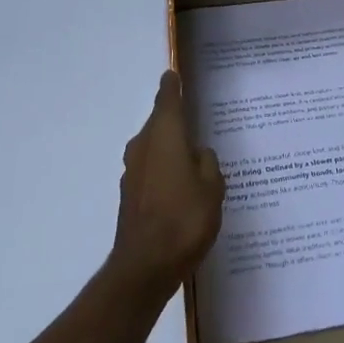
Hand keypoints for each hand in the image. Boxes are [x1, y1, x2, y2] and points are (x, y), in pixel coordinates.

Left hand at [109, 70, 223, 299]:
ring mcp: (133, 171)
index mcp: (165, 134)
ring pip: (154, 147)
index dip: (172, 86)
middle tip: (197, 120)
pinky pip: (151, 170)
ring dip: (170, 148)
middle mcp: (143, 145)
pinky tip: (181, 188)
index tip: (174, 75)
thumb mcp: (213, 187)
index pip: (167, 98)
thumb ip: (208, 163)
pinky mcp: (130, 195)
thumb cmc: (184, 219)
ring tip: (194, 158)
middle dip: (175, 120)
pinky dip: (164, 171)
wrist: (144, 268)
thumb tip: (198, 153)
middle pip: (159, 122)